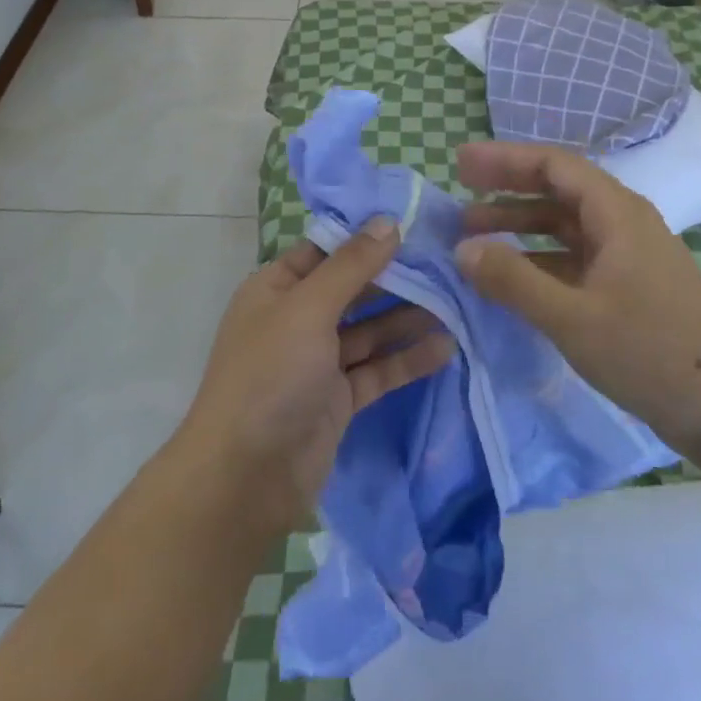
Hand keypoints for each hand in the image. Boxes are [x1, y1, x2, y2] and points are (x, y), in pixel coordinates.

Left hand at [177, 219, 456, 535]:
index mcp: (277, 288)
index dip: (365, 236)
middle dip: (395, 277)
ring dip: (407, 318)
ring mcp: (317, 361)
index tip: (414, 222)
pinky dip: (406, 360)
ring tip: (456, 302)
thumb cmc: (270, 375)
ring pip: (369, 330)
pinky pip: (377, 369)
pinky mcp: (338, 399)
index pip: (326, 249)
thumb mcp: (308, 308)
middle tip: (447, 262)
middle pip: (352, 289)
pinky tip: (445, 348)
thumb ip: (351, 265)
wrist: (245, 478)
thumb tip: (387, 221)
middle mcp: (297, 319)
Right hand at [454, 142, 700, 463]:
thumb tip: (462, 249)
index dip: (505, 159)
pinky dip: (538, 257)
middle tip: (460, 190)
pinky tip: (511, 276)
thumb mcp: (572, 318)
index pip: (554, 165)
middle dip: (507, 186)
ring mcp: (628, 255)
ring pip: (564, 224)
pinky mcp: (628, 286)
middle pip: (558, 189)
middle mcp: (623, 222)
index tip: (461, 164)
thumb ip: (514, 281)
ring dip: (519, 224)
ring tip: (472, 234)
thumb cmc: (650, 353)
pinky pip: (574, 256)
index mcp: (617, 214)